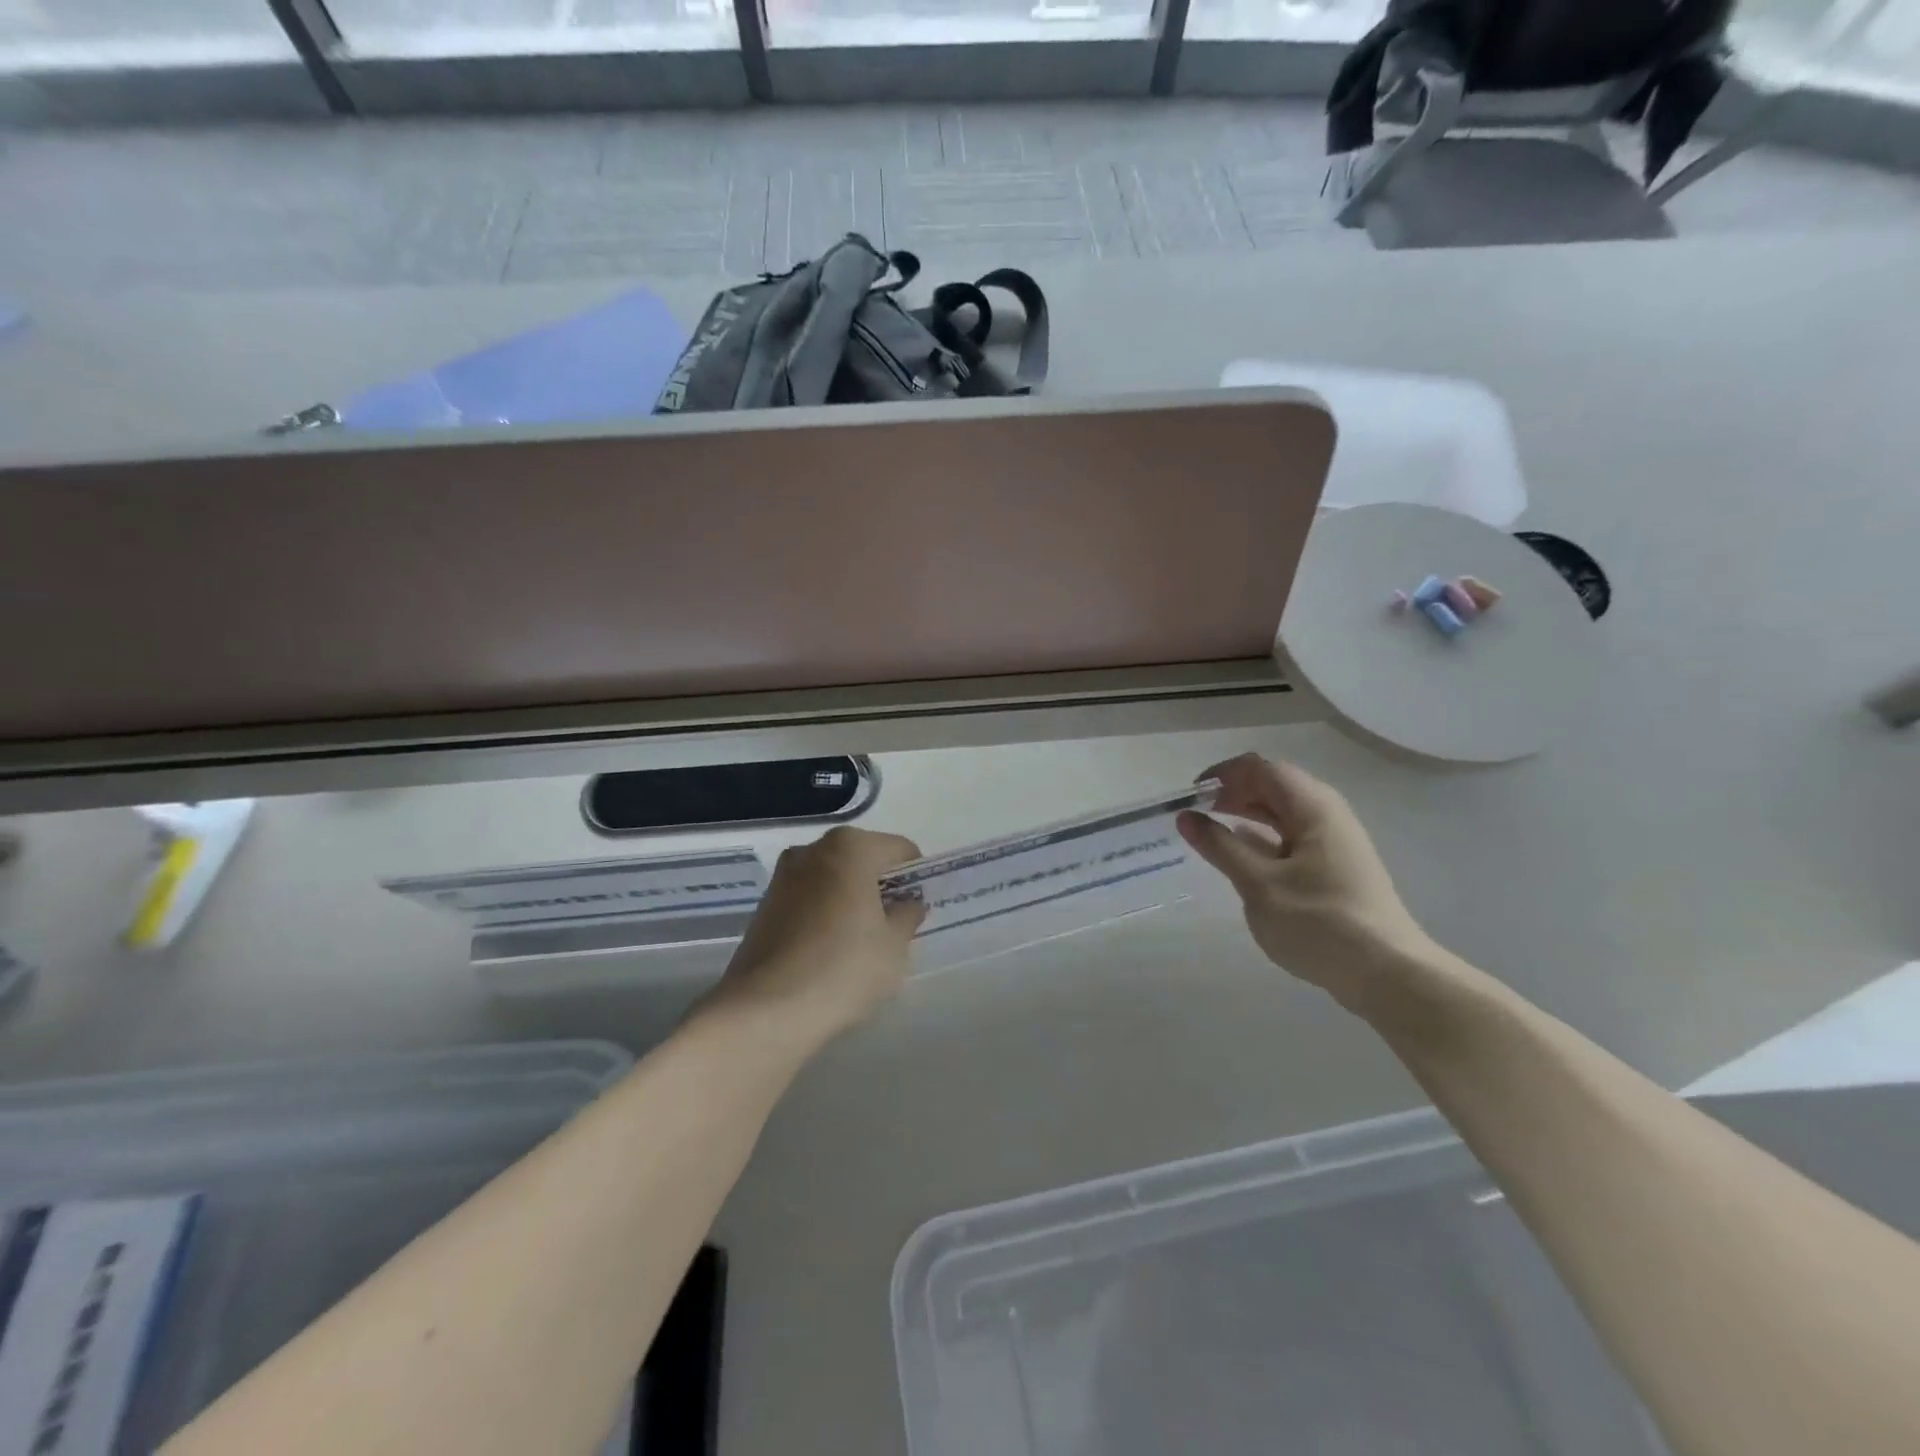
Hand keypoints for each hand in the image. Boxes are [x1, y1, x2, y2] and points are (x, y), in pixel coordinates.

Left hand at [704, 826, 925, 1040]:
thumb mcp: (894, 946)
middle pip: (863, 859)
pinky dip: (824, 913)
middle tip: (893, 926)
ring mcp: (783, 876)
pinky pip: (809, 898)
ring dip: (851, 898)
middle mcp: (813, 850)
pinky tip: (829, 950)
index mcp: (851, 847)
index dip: (915, 877)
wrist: (765, 1010)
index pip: (900, 849)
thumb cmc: (843, 968)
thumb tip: (908, 905)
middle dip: (881, 886)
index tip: (918, 909)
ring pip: (833, 878)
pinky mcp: (764, 905)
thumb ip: (907, 916)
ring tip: (860, 941)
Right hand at [1177, 753, 1435, 1013]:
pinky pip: (1291, 837)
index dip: (1223, 775)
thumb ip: (1220, 847)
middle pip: (1273, 786)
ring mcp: (1334, 842)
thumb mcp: (1258, 884)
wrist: (1387, 974)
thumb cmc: (1319, 922)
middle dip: (1232, 793)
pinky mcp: (1335, 868)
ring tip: (1211, 833)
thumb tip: (1186, 817)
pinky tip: (1241, 856)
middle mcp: (1327, 814)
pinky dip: (1262, 838)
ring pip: (1282, 813)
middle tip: (1196, 816)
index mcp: (1313, 807)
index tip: (1191, 797)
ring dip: (1245, 815)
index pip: (1261, 768)